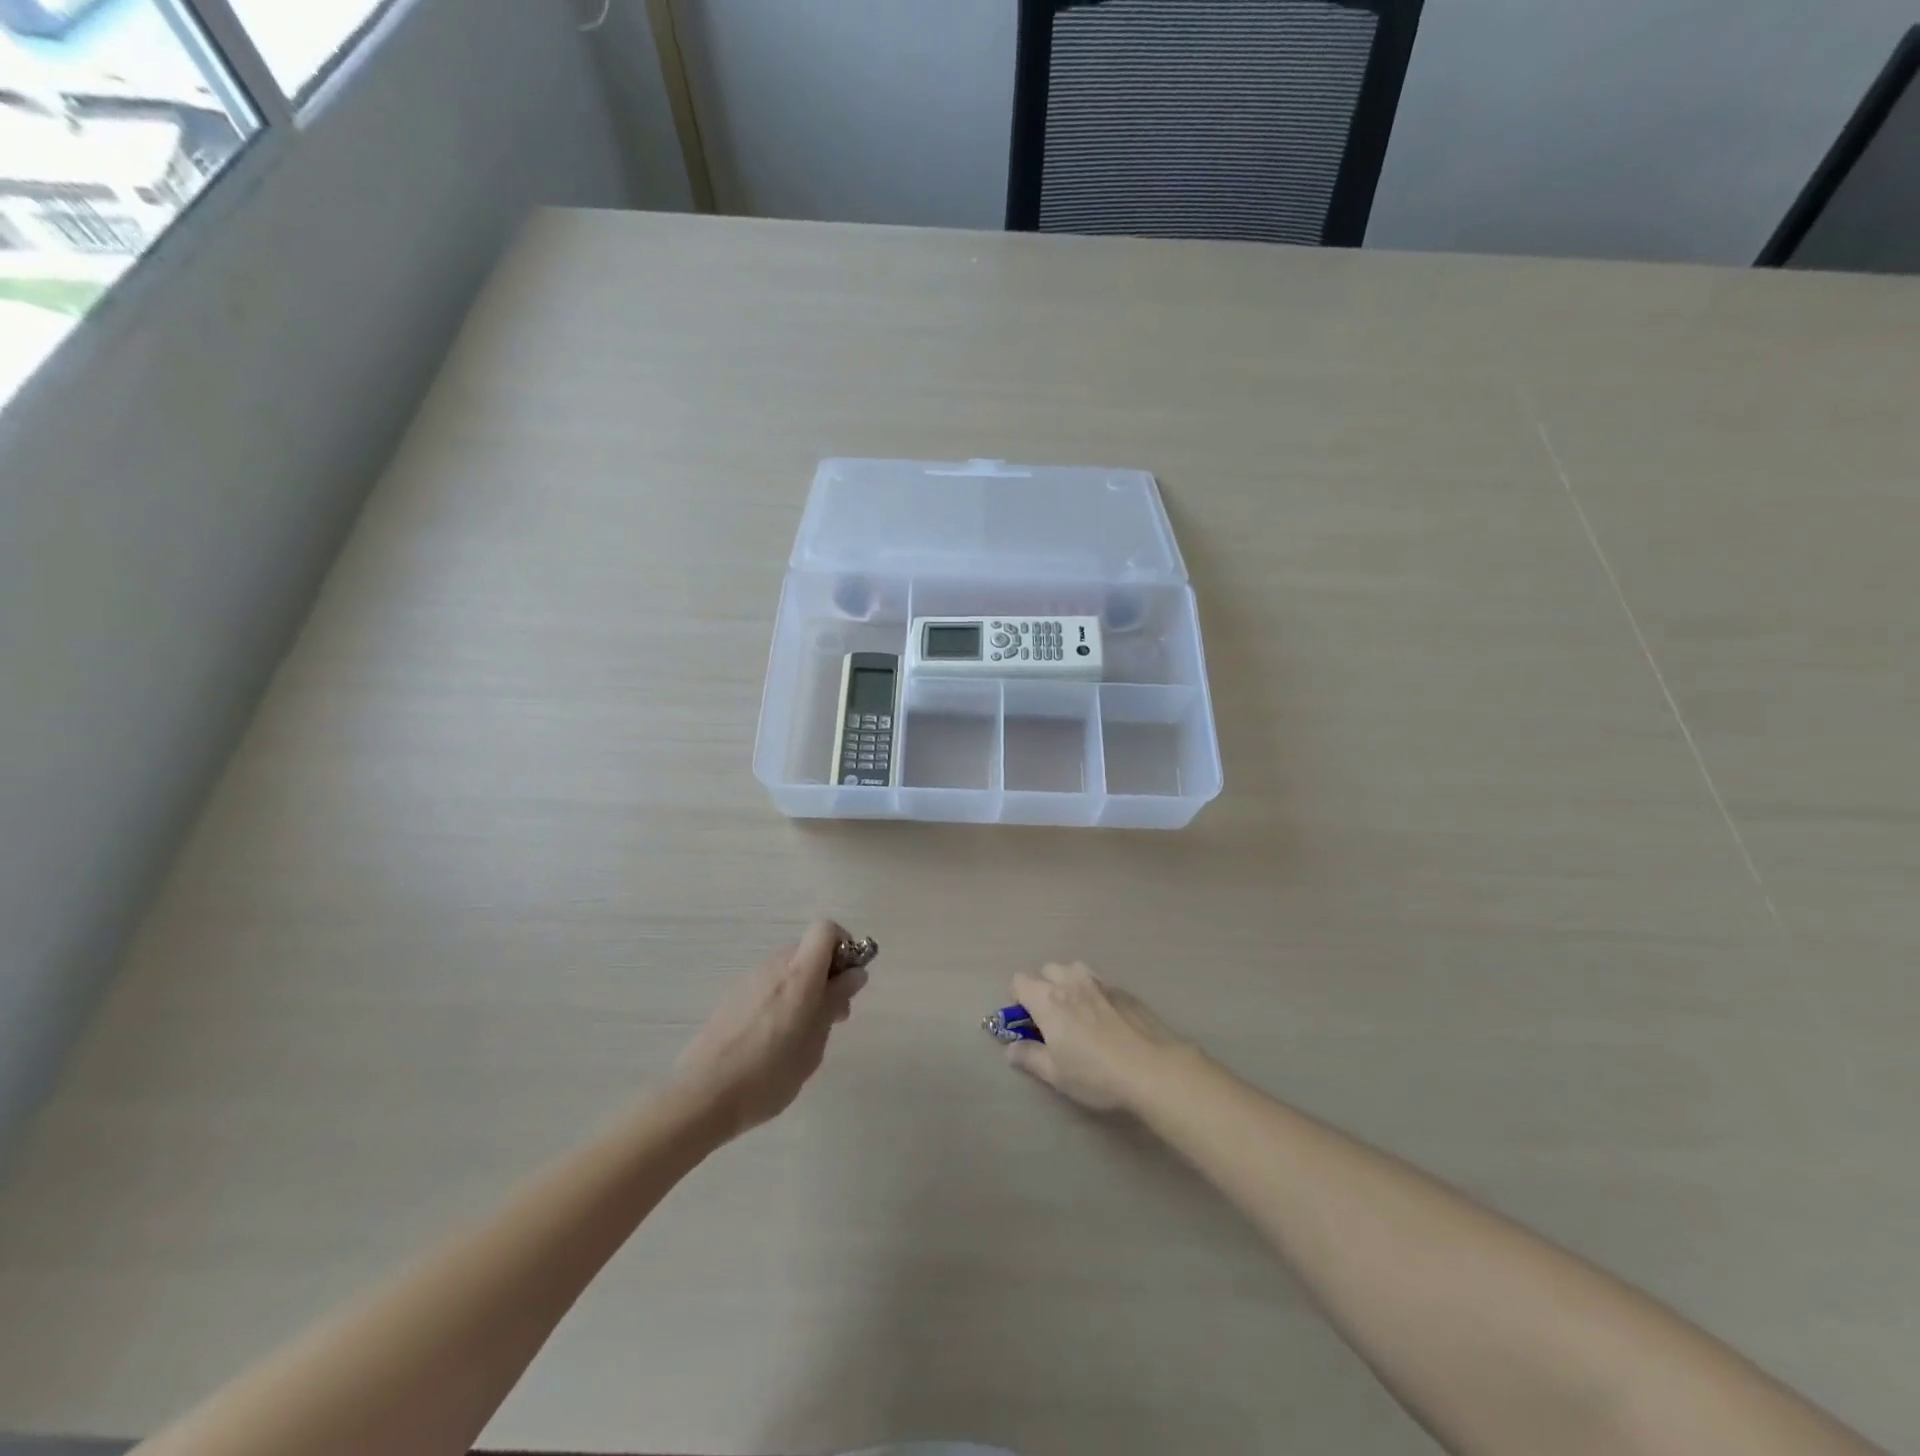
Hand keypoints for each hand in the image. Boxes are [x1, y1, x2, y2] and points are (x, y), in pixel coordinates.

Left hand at [675, 921, 867, 1137]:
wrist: (703, 1096)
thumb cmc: (771, 1073)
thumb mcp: (815, 1042)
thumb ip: (835, 1002)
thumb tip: (854, 974)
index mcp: (799, 973)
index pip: (826, 929)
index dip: (843, 946)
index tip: (847, 980)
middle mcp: (774, 966)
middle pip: (807, 951)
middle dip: (826, 975)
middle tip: (832, 1016)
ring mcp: (749, 980)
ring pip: (787, 970)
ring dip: (803, 989)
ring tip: (802, 1034)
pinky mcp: (731, 997)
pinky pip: (767, 986)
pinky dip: (780, 1000)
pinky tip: (773, 1040)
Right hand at [1003, 962, 1186, 1112]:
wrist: (1153, 1068)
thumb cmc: (1095, 1074)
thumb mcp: (1055, 1074)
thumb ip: (1029, 1057)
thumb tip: (1011, 1049)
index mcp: (1048, 999)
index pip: (1019, 981)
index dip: (1017, 999)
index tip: (1026, 1022)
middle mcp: (1070, 981)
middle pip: (1047, 969)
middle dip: (1043, 987)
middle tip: (1052, 1019)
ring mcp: (1100, 982)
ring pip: (1074, 969)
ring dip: (1069, 983)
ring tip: (1078, 1013)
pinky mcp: (1124, 990)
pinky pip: (1099, 982)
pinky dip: (1094, 993)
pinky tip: (1106, 1020)